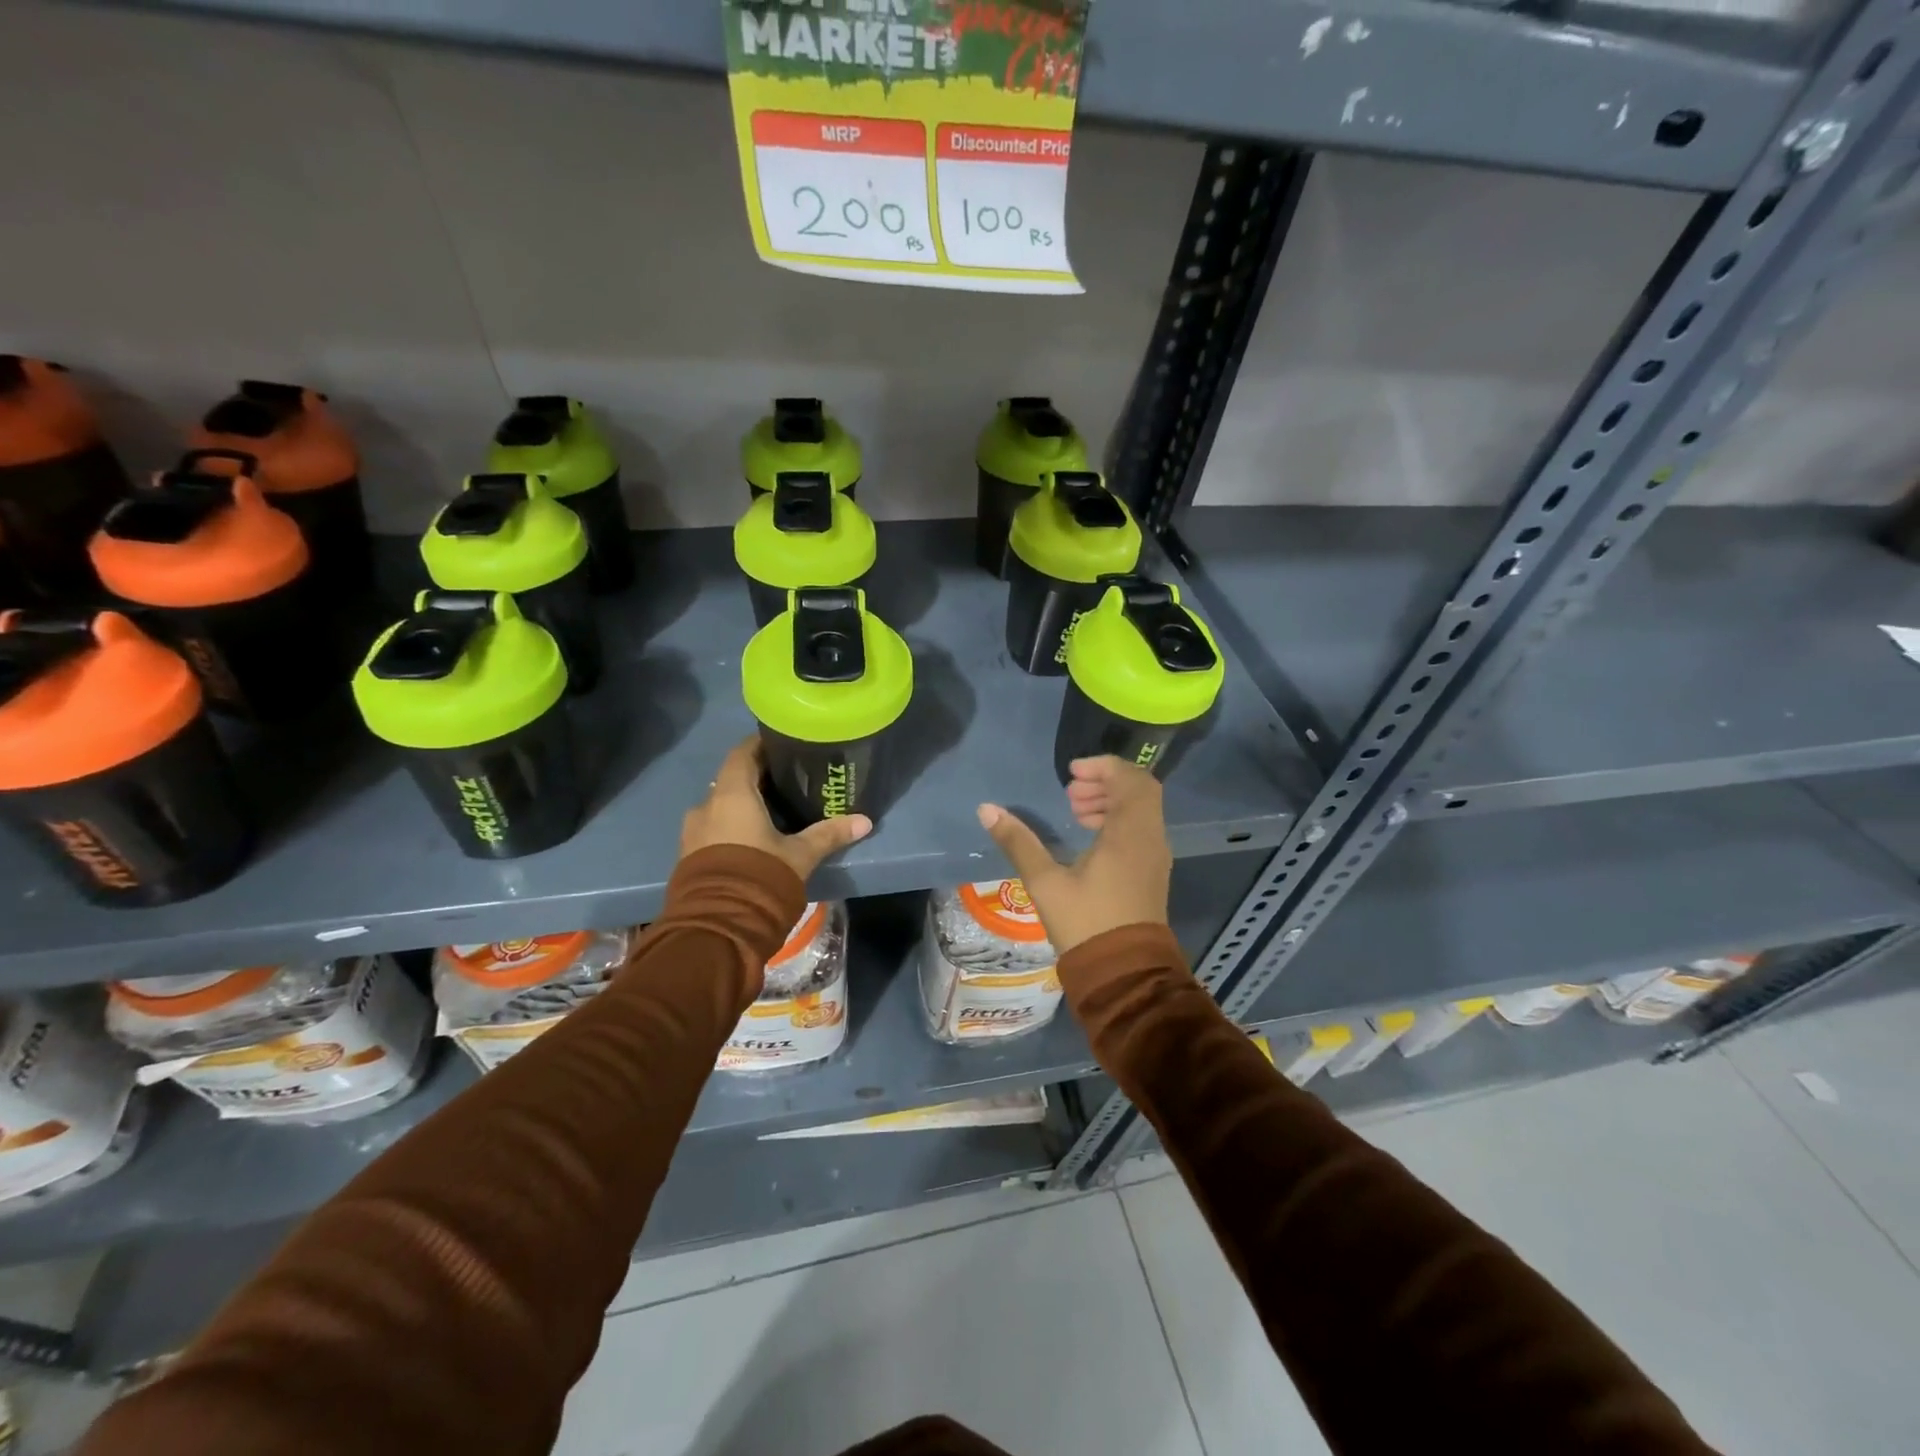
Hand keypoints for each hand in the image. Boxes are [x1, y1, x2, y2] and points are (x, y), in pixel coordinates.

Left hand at [681, 737, 871, 880]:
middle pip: (732, 780)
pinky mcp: (689, 856)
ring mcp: (693, 832)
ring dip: (743, 805)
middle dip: (757, 778)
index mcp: (732, 794)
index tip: (783, 744)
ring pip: (721, 806)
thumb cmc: (760, 876)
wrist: (717, 927)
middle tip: (788, 780)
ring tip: (773, 812)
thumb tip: (865, 821)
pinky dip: (732, 826)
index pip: (742, 753)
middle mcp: (707, 806)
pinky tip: (754, 838)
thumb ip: (829, 834)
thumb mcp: (800, 855)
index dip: (761, 745)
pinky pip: (713, 828)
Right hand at [976, 756, 1170, 954]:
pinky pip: (1141, 830)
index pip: (1129, 779)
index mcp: (1130, 833)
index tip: (1071, 773)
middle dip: (1106, 782)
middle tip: (1071, 792)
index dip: (1102, 767)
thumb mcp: (1045, 882)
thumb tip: (986, 809)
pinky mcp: (1153, 873)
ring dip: (1112, 801)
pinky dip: (1119, 820)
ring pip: (1141, 811)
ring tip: (1075, 812)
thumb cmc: (1085, 923)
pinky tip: (1089, 838)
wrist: (1123, 974)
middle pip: (1139, 790)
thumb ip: (1018, 842)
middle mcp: (1150, 838)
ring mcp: (1156, 857)